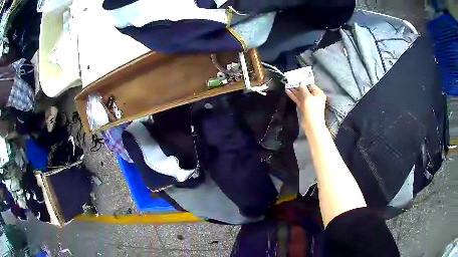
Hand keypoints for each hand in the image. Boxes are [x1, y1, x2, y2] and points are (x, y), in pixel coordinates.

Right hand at [286, 84, 326, 132]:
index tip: (296, 78)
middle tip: (290, 81)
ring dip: (294, 91)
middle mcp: (314, 97)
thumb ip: (303, 89)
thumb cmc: (312, 109)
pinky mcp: (304, 107)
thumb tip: (300, 82)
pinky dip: (294, 96)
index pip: (310, 85)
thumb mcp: (308, 97)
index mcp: (318, 94)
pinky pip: (298, 100)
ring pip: (301, 95)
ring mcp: (308, 103)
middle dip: (298, 86)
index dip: (303, 82)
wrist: (311, 124)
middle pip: (305, 90)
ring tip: (286, 85)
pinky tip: (287, 91)